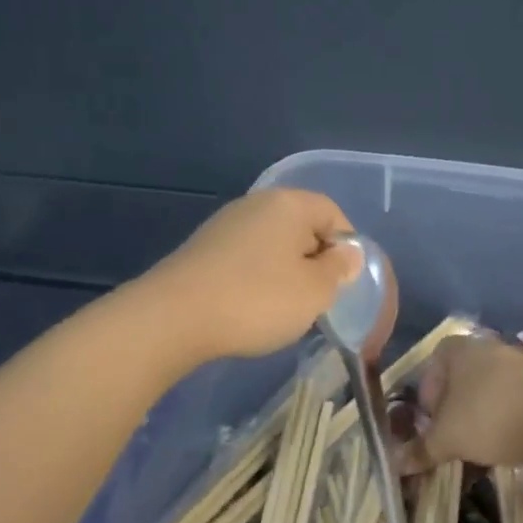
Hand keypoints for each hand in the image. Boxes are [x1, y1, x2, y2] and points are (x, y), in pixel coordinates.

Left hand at [141, 189, 360, 363]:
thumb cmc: (258, 300)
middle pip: (301, 227)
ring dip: (285, 273)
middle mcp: (255, 205)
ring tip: (284, 309)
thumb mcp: (315, 291)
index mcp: (288, 204)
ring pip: (272, 246)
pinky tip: (251, 309)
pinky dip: (256, 280)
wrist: (174, 318)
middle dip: (314, 261)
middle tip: (316, 299)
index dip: (346, 247)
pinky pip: (246, 260)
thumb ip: (339, 270)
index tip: (344, 282)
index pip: (333, 213)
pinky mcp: (203, 250)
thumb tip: (347, 254)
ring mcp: (224, 226)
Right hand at [403, 334, 522, 470]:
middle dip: (452, 410)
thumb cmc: (489, 417)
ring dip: (479, 417)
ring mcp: (519, 365)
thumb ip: (421, 449)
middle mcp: (488, 349)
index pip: (431, 365)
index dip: (426, 394)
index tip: (429, 421)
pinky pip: (513, 402)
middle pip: (460, 379)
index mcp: (458, 349)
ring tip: (476, 447)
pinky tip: (505, 445)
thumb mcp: (447, 439)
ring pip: (487, 392)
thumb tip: (395, 463)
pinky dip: (505, 420)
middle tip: (450, 437)